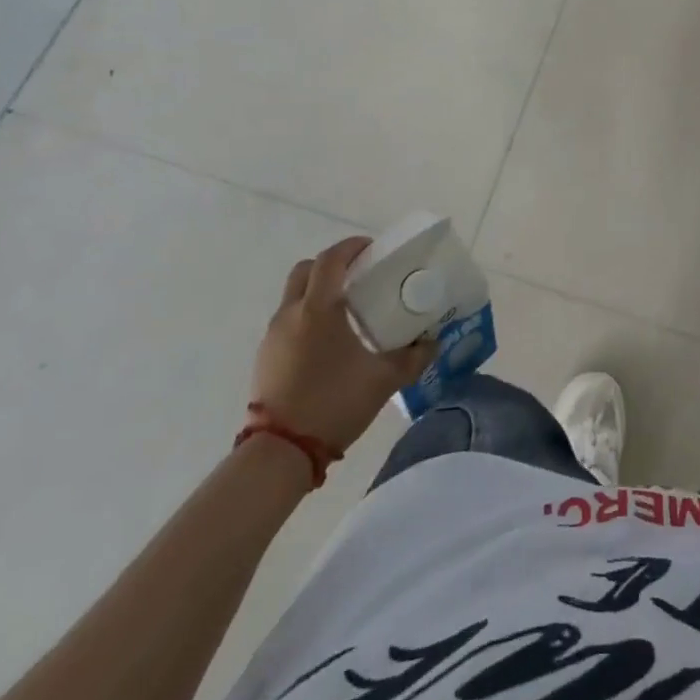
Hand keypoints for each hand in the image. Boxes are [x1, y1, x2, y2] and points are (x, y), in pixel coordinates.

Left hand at [250, 237, 434, 452]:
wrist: (281, 452)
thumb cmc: (333, 403)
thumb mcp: (384, 380)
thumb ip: (414, 357)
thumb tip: (434, 341)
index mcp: (319, 309)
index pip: (331, 259)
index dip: (352, 246)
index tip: (373, 249)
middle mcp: (291, 314)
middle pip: (306, 270)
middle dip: (332, 265)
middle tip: (359, 274)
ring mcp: (273, 336)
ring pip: (294, 295)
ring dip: (318, 290)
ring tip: (348, 308)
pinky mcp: (265, 357)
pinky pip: (288, 320)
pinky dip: (307, 315)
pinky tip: (329, 340)